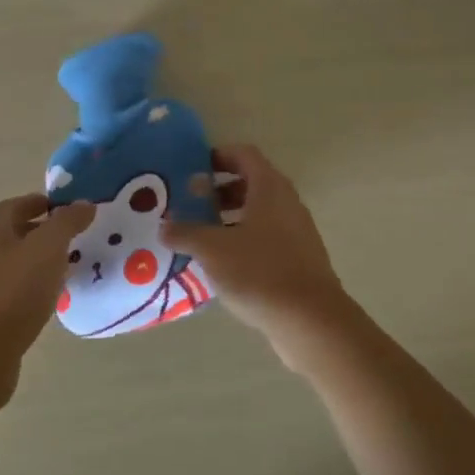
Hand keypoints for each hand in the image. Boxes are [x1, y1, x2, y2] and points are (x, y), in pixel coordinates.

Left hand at [0, 194, 94, 368]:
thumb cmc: (15, 290)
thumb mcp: (48, 247)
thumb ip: (67, 222)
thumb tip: (83, 203)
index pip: (15, 205)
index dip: (41, 202)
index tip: (68, 208)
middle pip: (13, 234)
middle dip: (42, 232)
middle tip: (74, 237)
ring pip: (14, 264)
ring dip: (39, 261)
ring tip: (68, 268)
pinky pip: (14, 291)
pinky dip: (33, 287)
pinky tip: (51, 299)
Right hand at [162, 145, 348, 340]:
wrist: (309, 319)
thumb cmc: (259, 272)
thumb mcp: (212, 249)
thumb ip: (185, 233)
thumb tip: (164, 226)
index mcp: (269, 188)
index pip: (244, 155)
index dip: (218, 156)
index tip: (192, 169)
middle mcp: (287, 202)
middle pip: (252, 183)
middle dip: (219, 191)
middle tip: (191, 205)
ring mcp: (297, 231)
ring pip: (259, 213)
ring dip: (229, 219)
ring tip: (201, 237)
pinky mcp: (299, 258)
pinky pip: (267, 238)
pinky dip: (243, 241)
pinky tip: (223, 265)